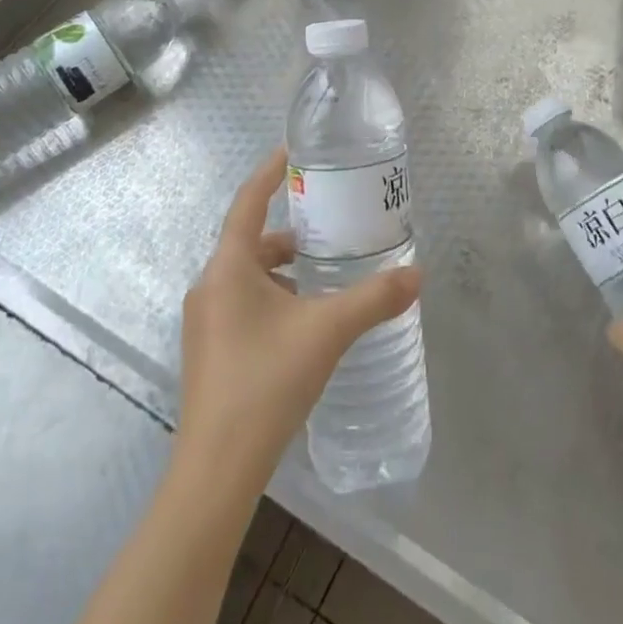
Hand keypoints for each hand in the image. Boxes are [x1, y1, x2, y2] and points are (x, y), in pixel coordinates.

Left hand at [176, 148, 421, 491]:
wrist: (216, 472)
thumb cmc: (266, 382)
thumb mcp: (328, 331)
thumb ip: (374, 298)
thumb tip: (418, 274)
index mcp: (228, 267)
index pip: (248, 201)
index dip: (270, 172)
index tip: (294, 151)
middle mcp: (210, 287)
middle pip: (251, 242)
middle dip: (291, 233)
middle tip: (330, 227)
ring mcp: (205, 323)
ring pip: (248, 277)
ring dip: (283, 270)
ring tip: (325, 277)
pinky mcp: (210, 352)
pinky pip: (243, 305)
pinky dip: (274, 299)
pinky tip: (304, 322)